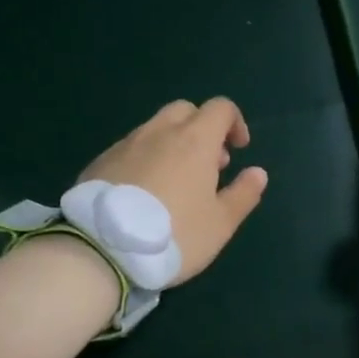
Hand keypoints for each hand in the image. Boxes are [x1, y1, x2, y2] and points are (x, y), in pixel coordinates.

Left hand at [78, 98, 268, 284]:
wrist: (103, 249)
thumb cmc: (175, 235)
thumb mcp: (221, 223)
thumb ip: (243, 194)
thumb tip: (258, 173)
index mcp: (194, 140)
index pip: (220, 108)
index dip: (235, 123)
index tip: (238, 150)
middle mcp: (159, 132)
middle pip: (185, 111)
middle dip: (202, 129)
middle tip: (208, 165)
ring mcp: (125, 144)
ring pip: (155, 128)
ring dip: (172, 144)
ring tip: (175, 183)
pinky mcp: (100, 162)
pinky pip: (130, 148)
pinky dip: (145, 159)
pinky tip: (143, 193)